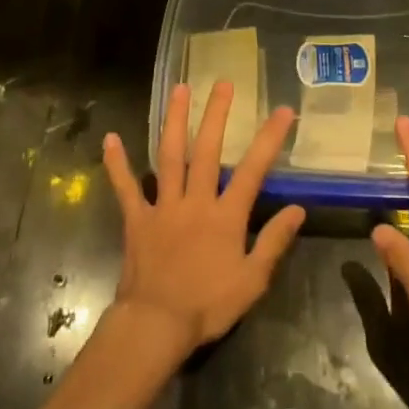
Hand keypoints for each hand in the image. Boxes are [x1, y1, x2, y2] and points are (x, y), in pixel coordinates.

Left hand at [101, 82, 305, 356]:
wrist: (156, 325)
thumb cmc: (208, 305)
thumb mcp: (253, 280)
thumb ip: (274, 241)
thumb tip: (298, 209)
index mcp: (226, 216)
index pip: (254, 169)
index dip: (269, 138)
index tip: (282, 110)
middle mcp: (196, 201)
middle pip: (208, 150)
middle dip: (216, 114)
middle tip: (223, 83)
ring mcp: (163, 206)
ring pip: (170, 156)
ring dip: (174, 121)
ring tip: (179, 90)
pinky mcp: (137, 219)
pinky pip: (126, 187)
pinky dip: (117, 163)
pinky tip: (110, 138)